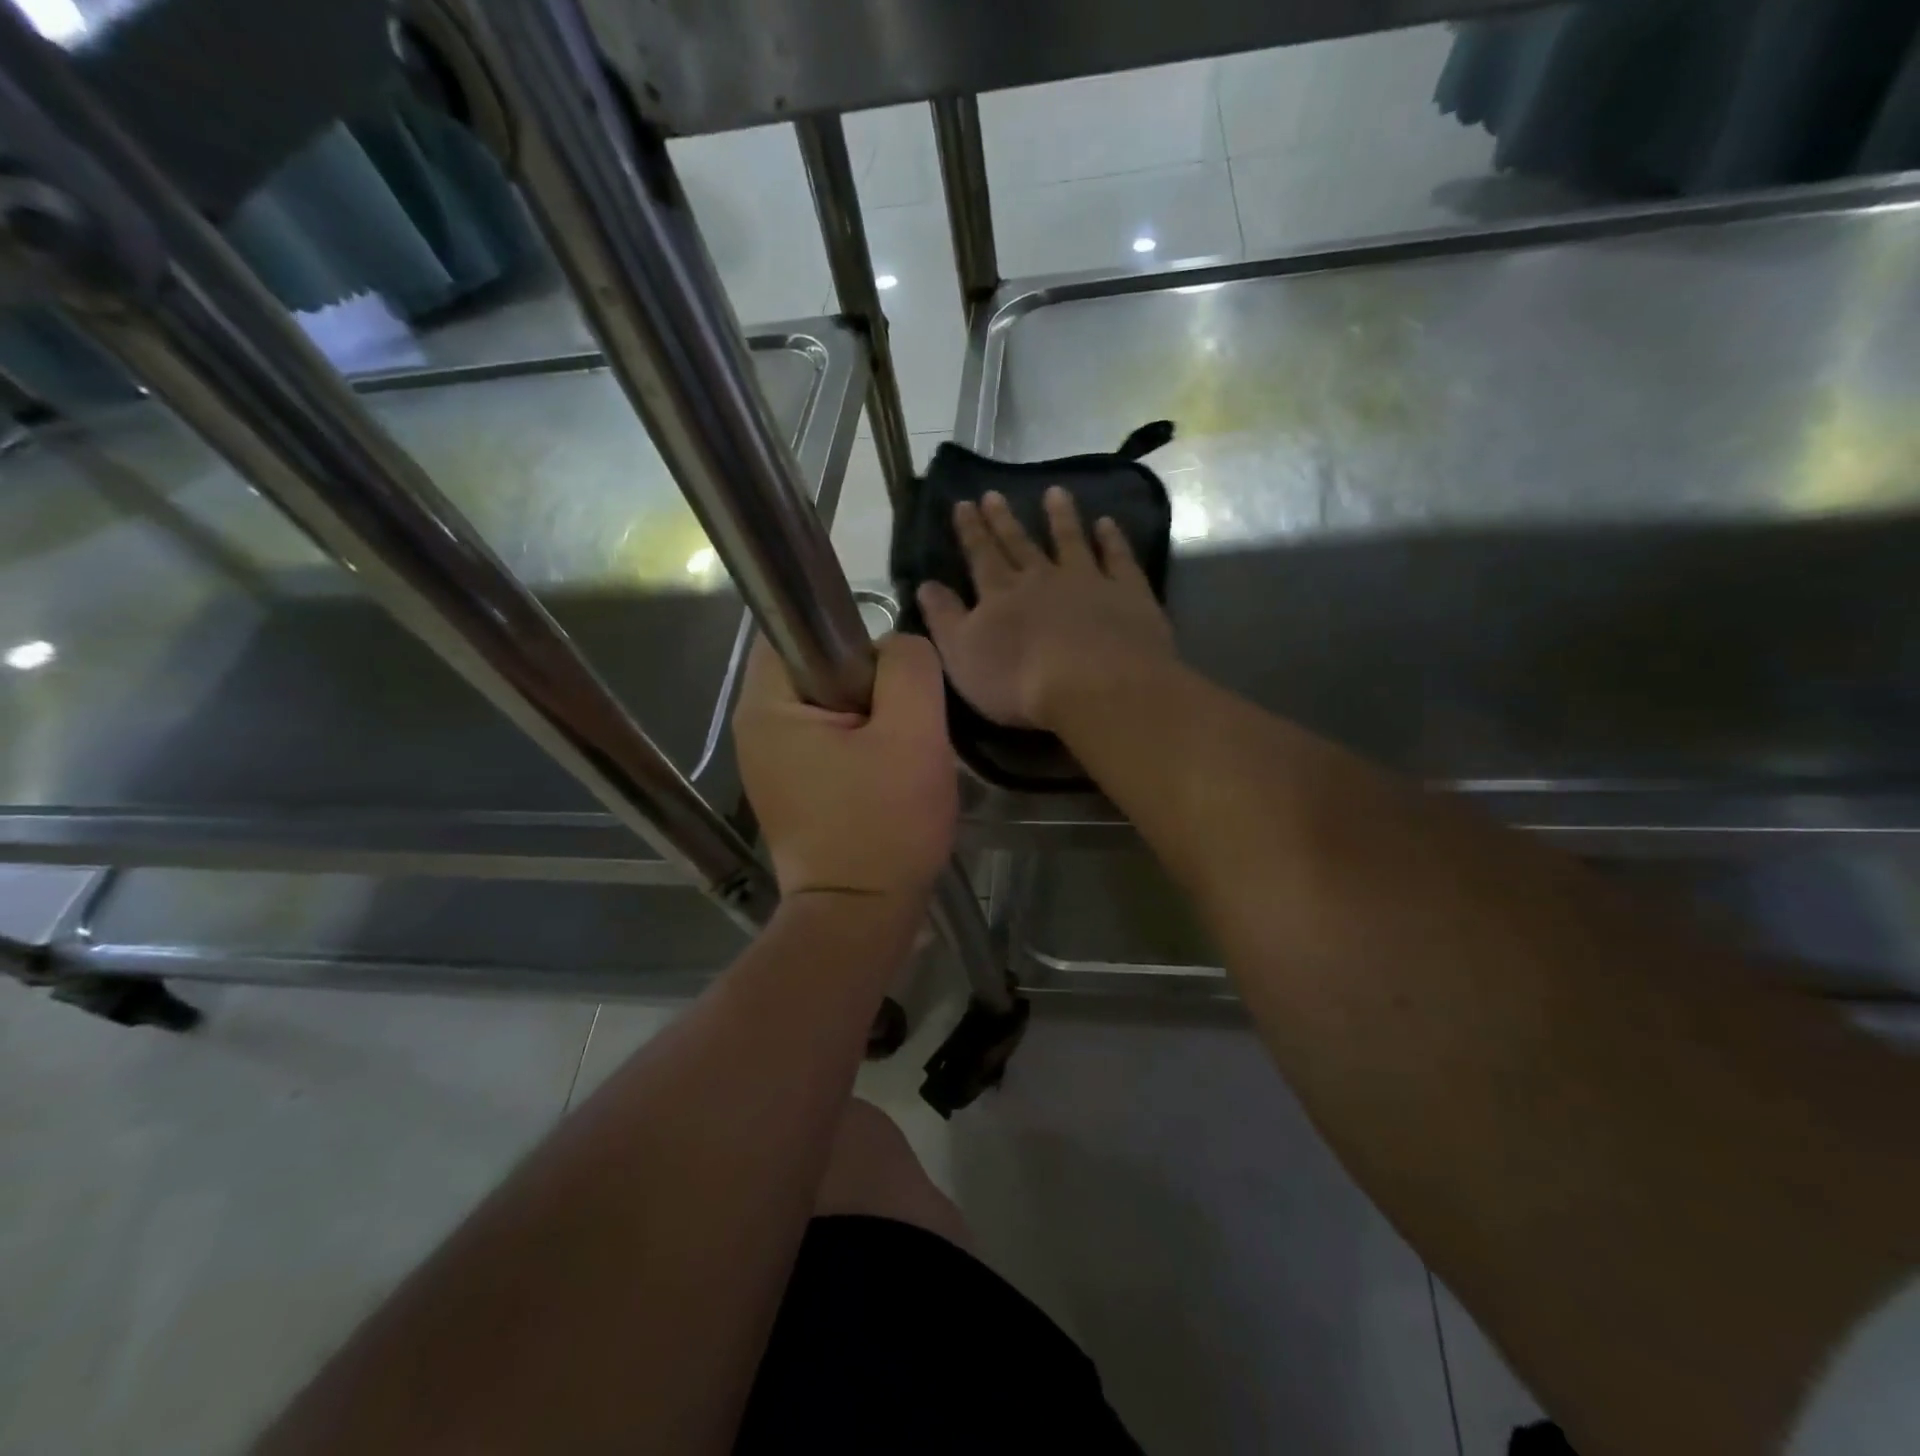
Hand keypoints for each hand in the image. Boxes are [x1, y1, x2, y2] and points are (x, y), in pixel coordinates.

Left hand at [732, 632, 956, 900]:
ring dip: (870, 716)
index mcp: (767, 706)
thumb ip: (909, 668)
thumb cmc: (884, 826)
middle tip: (905, 722)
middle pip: (819, 667)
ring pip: (829, 704)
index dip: (855, 640)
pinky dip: (860, 744)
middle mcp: (756, 727)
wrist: (860, 916)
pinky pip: (828, 738)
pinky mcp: (791, 786)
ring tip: (899, 751)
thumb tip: (897, 647)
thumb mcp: (913, 735)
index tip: (893, 682)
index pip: (801, 629)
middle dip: (870, 684)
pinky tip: (884, 774)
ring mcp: (770, 761)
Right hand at [917, 487, 1175, 729]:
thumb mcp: (963, 656)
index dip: (970, 530)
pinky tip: (1107, 523)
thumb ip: (944, 619)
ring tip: (1055, 492)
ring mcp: (1087, 581)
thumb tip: (925, 584)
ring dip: (1061, 516)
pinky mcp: (1127, 593)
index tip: (963, 504)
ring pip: (1070, 540)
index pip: (980, 555)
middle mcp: (1041, 577)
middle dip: (1004, 520)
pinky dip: (1112, 539)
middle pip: (1020, 543)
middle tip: (994, 494)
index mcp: (1000, 594)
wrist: (1095, 687)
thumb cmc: (1020, 682)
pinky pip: (1118, 558)